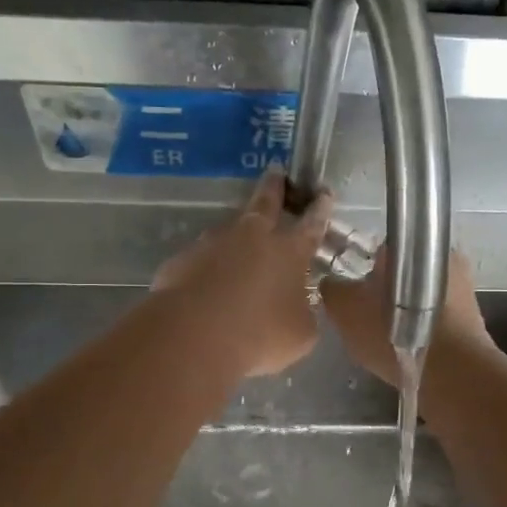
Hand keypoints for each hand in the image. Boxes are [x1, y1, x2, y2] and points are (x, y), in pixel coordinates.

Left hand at [152, 168, 334, 377]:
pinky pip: (201, 260)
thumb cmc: (260, 335)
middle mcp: (252, 238)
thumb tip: (298, 307)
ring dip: (237, 234)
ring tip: (238, 244)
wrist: (194, 335)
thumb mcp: (300, 334)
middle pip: (265, 203)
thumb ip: (302, 314)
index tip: (323, 192)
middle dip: (274, 187)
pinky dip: (207, 267)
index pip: (311, 225)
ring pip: (229, 230)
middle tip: (275, 171)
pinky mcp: (183, 259)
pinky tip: (206, 285)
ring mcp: (213, 244)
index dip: (320, 208)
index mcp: (289, 252)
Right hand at [321, 248, 490, 387]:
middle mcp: (441, 256)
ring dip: (405, 310)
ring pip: (421, 293)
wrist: (452, 373)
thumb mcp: (346, 311)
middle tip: (368, 317)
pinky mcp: (473, 315)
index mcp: (409, 245)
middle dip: (386, 290)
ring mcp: (462, 286)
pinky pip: (437, 315)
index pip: (378, 249)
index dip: (362, 270)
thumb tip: (330, 282)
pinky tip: (409, 346)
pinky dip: (422, 326)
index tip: (353, 293)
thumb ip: (333, 290)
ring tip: (387, 336)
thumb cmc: (393, 333)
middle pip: (402, 271)